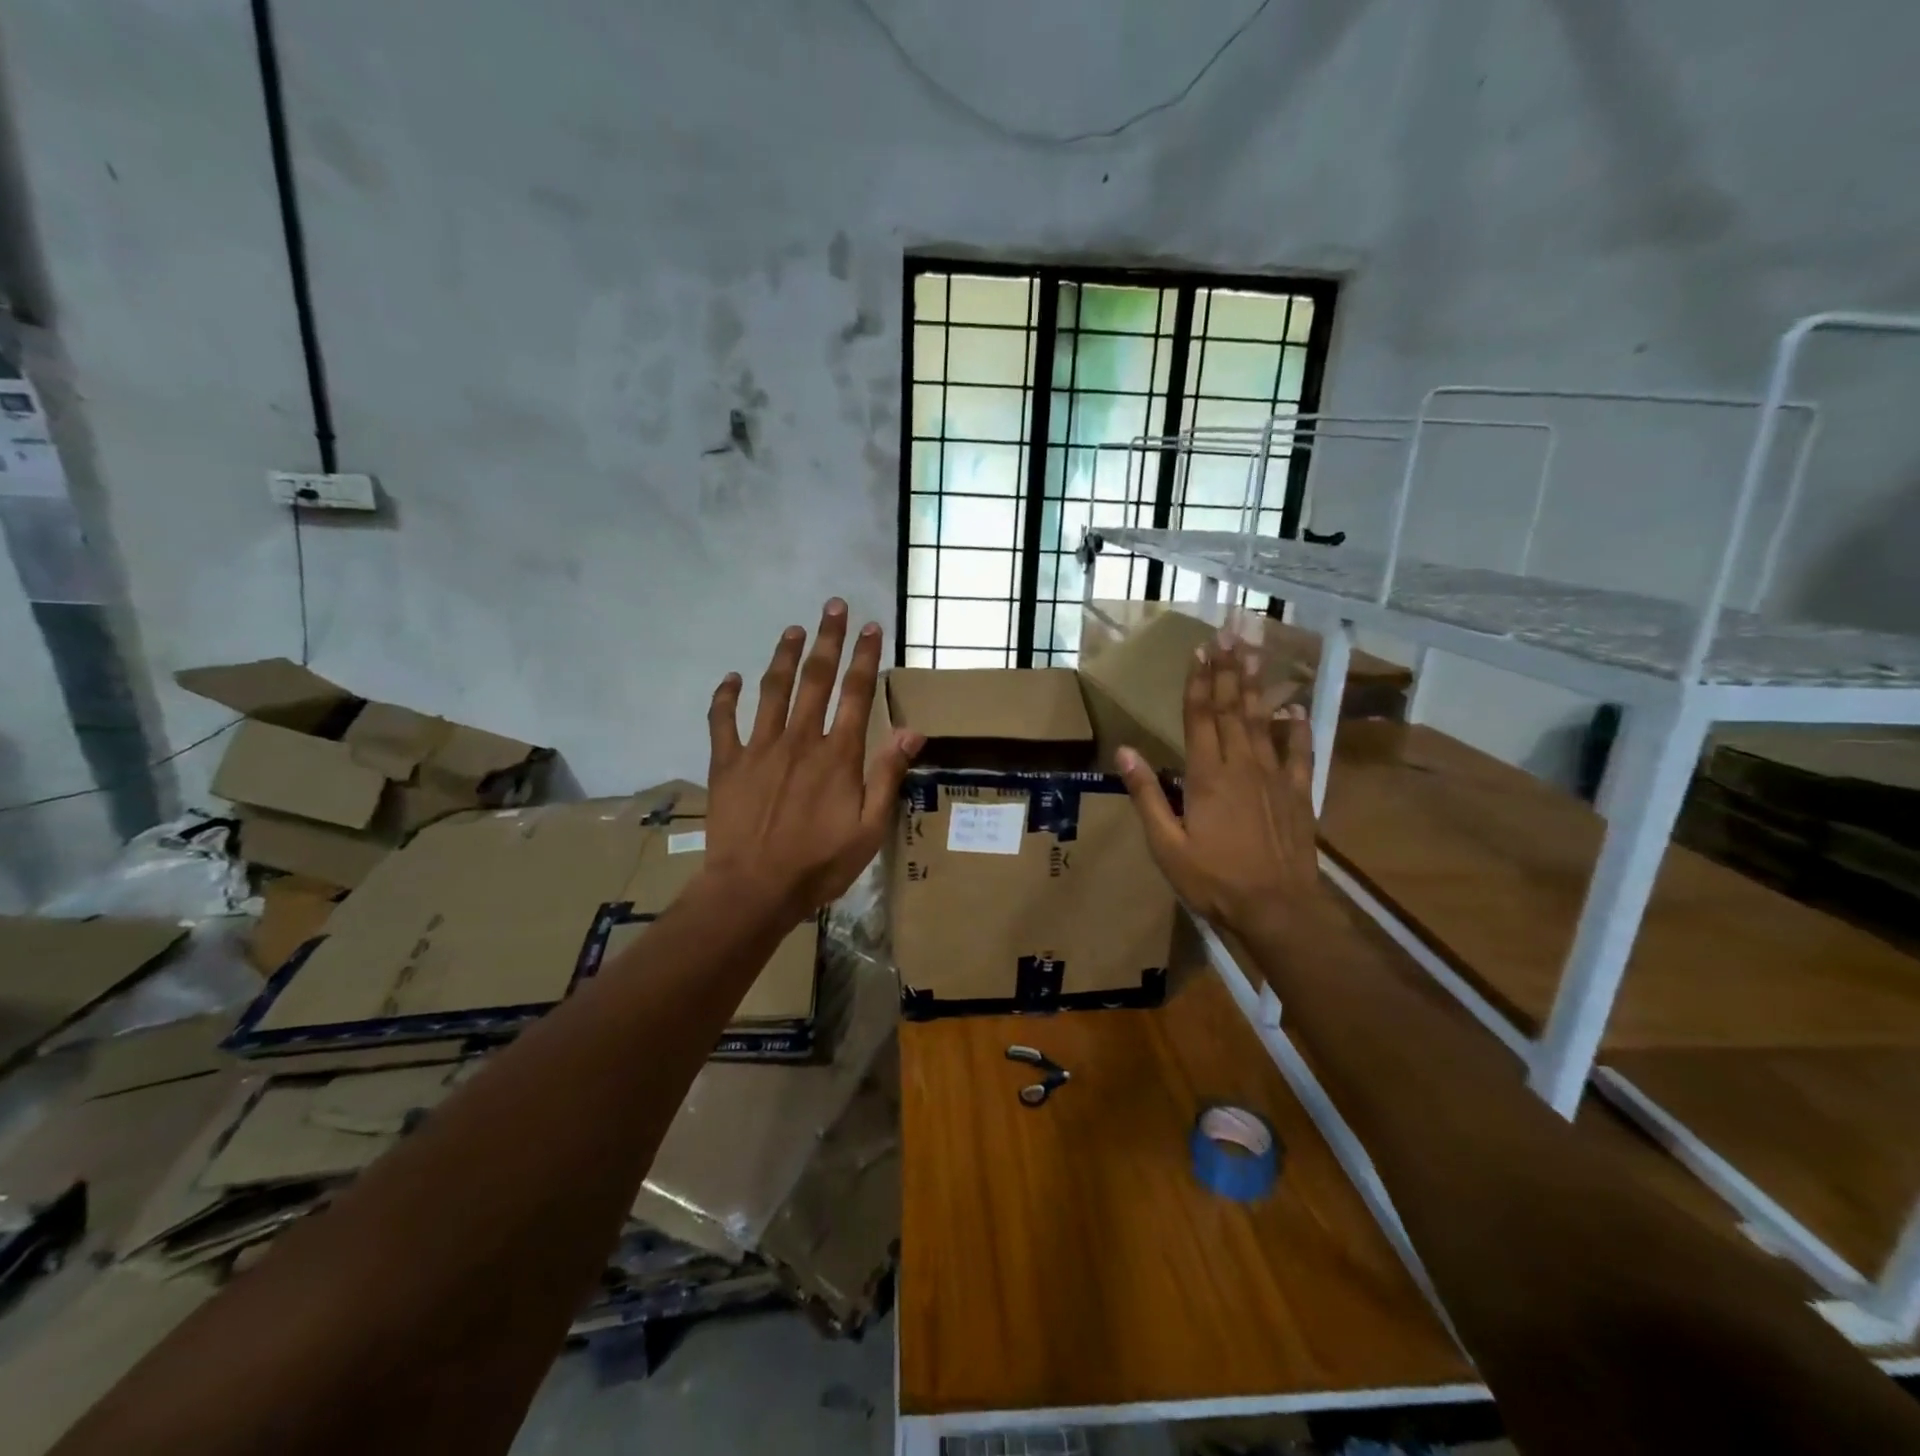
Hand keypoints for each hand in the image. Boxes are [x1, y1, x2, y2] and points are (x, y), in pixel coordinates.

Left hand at [703, 599, 923, 923]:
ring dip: (783, 656)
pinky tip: (732, 678)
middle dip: (827, 640)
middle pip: (815, 679)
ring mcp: (759, 748)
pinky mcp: (727, 764)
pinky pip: (723, 721)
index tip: (871, 627)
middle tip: (833, 606)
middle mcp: (800, 740)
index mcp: (837, 755)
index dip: (865, 658)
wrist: (753, 889)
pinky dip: (725, 697)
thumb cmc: (819, 864)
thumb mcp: (869, 828)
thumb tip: (914, 731)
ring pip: (772, 690)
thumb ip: (887, 776)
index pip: (857, 694)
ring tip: (792, 629)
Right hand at [1116, 638, 1326, 940]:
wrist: (1276, 909)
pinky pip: (1300, 752)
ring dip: (1256, 686)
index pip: (1200, 717)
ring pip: (1262, 721)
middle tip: (1230, 634)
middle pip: (1232, 709)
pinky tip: (1295, 707)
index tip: (1200, 650)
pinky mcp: (1298, 794)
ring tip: (1254, 653)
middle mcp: (1242, 766)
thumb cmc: (1213, 880)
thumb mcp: (1166, 844)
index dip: (1199, 682)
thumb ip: (1147, 794)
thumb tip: (1124, 750)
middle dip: (1228, 670)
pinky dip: (1297, 727)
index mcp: (1207, 776)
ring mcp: (1274, 777)